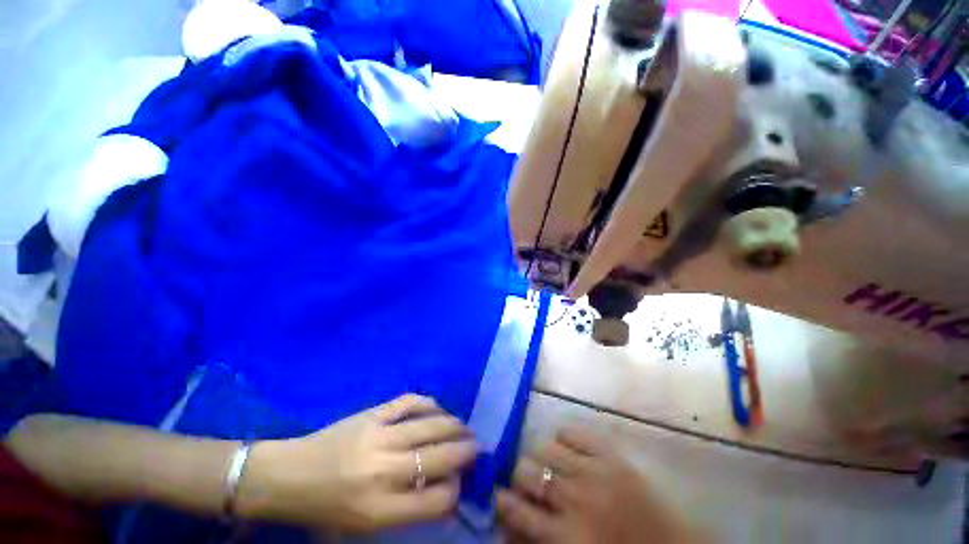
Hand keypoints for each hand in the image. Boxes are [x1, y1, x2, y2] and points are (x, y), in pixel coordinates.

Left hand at [239, 394, 477, 531]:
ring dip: (453, 425)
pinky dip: (428, 403)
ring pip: (429, 425)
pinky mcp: (371, 413)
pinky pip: (409, 402)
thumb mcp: (361, 529)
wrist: (285, 476)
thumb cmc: (322, 510)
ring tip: (464, 428)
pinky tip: (437, 408)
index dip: (456, 492)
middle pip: (439, 458)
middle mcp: (382, 471)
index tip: (461, 484)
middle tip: (476, 447)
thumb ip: (404, 514)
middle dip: (465, 452)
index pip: (436, 500)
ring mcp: (377, 436)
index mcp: (377, 510)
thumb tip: (442, 494)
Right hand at [496, 428, 697, 543]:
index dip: (501, 499)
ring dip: (541, 455)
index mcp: (566, 536)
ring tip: (550, 463)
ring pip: (545, 446)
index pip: (516, 509)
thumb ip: (541, 540)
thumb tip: (511, 526)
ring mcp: (594, 471)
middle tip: (529, 481)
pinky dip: (564, 436)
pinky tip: (569, 448)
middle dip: (521, 475)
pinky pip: (573, 431)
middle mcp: (574, 499)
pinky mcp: (611, 454)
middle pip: (526, 470)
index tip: (498, 495)